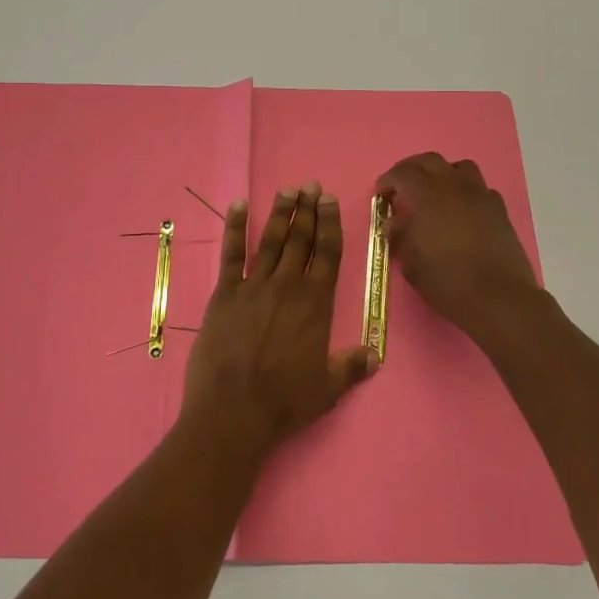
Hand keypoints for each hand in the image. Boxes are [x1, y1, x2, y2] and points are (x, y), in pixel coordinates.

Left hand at [181, 183, 375, 458]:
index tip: (330, 201)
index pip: (327, 254)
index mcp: (316, 304)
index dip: (330, 224)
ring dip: (280, 213)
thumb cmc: (285, 403)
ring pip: (271, 241)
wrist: (233, 413)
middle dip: (307, 210)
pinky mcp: (224, 294)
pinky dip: (235, 228)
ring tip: (288, 190)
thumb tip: (374, 355)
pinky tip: (239, 205)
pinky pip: (231, 254)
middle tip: (311, 185)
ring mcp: (253, 287)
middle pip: (300, 240)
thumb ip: (351, 366)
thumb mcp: (328, 388)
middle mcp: (287, 286)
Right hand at [374, 153, 539, 339]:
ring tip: (435, 193)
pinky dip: (467, 193)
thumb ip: (399, 236)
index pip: (403, 173)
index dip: (388, 180)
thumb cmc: (446, 280)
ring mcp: (480, 195)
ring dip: (443, 174)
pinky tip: (462, 211)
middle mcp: (454, 186)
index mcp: (427, 195)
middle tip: (402, 186)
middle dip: (412, 169)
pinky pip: (480, 189)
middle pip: (430, 161)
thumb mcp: (410, 262)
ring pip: (460, 168)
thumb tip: (394, 224)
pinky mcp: (499, 210)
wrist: (497, 297)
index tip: (381, 194)